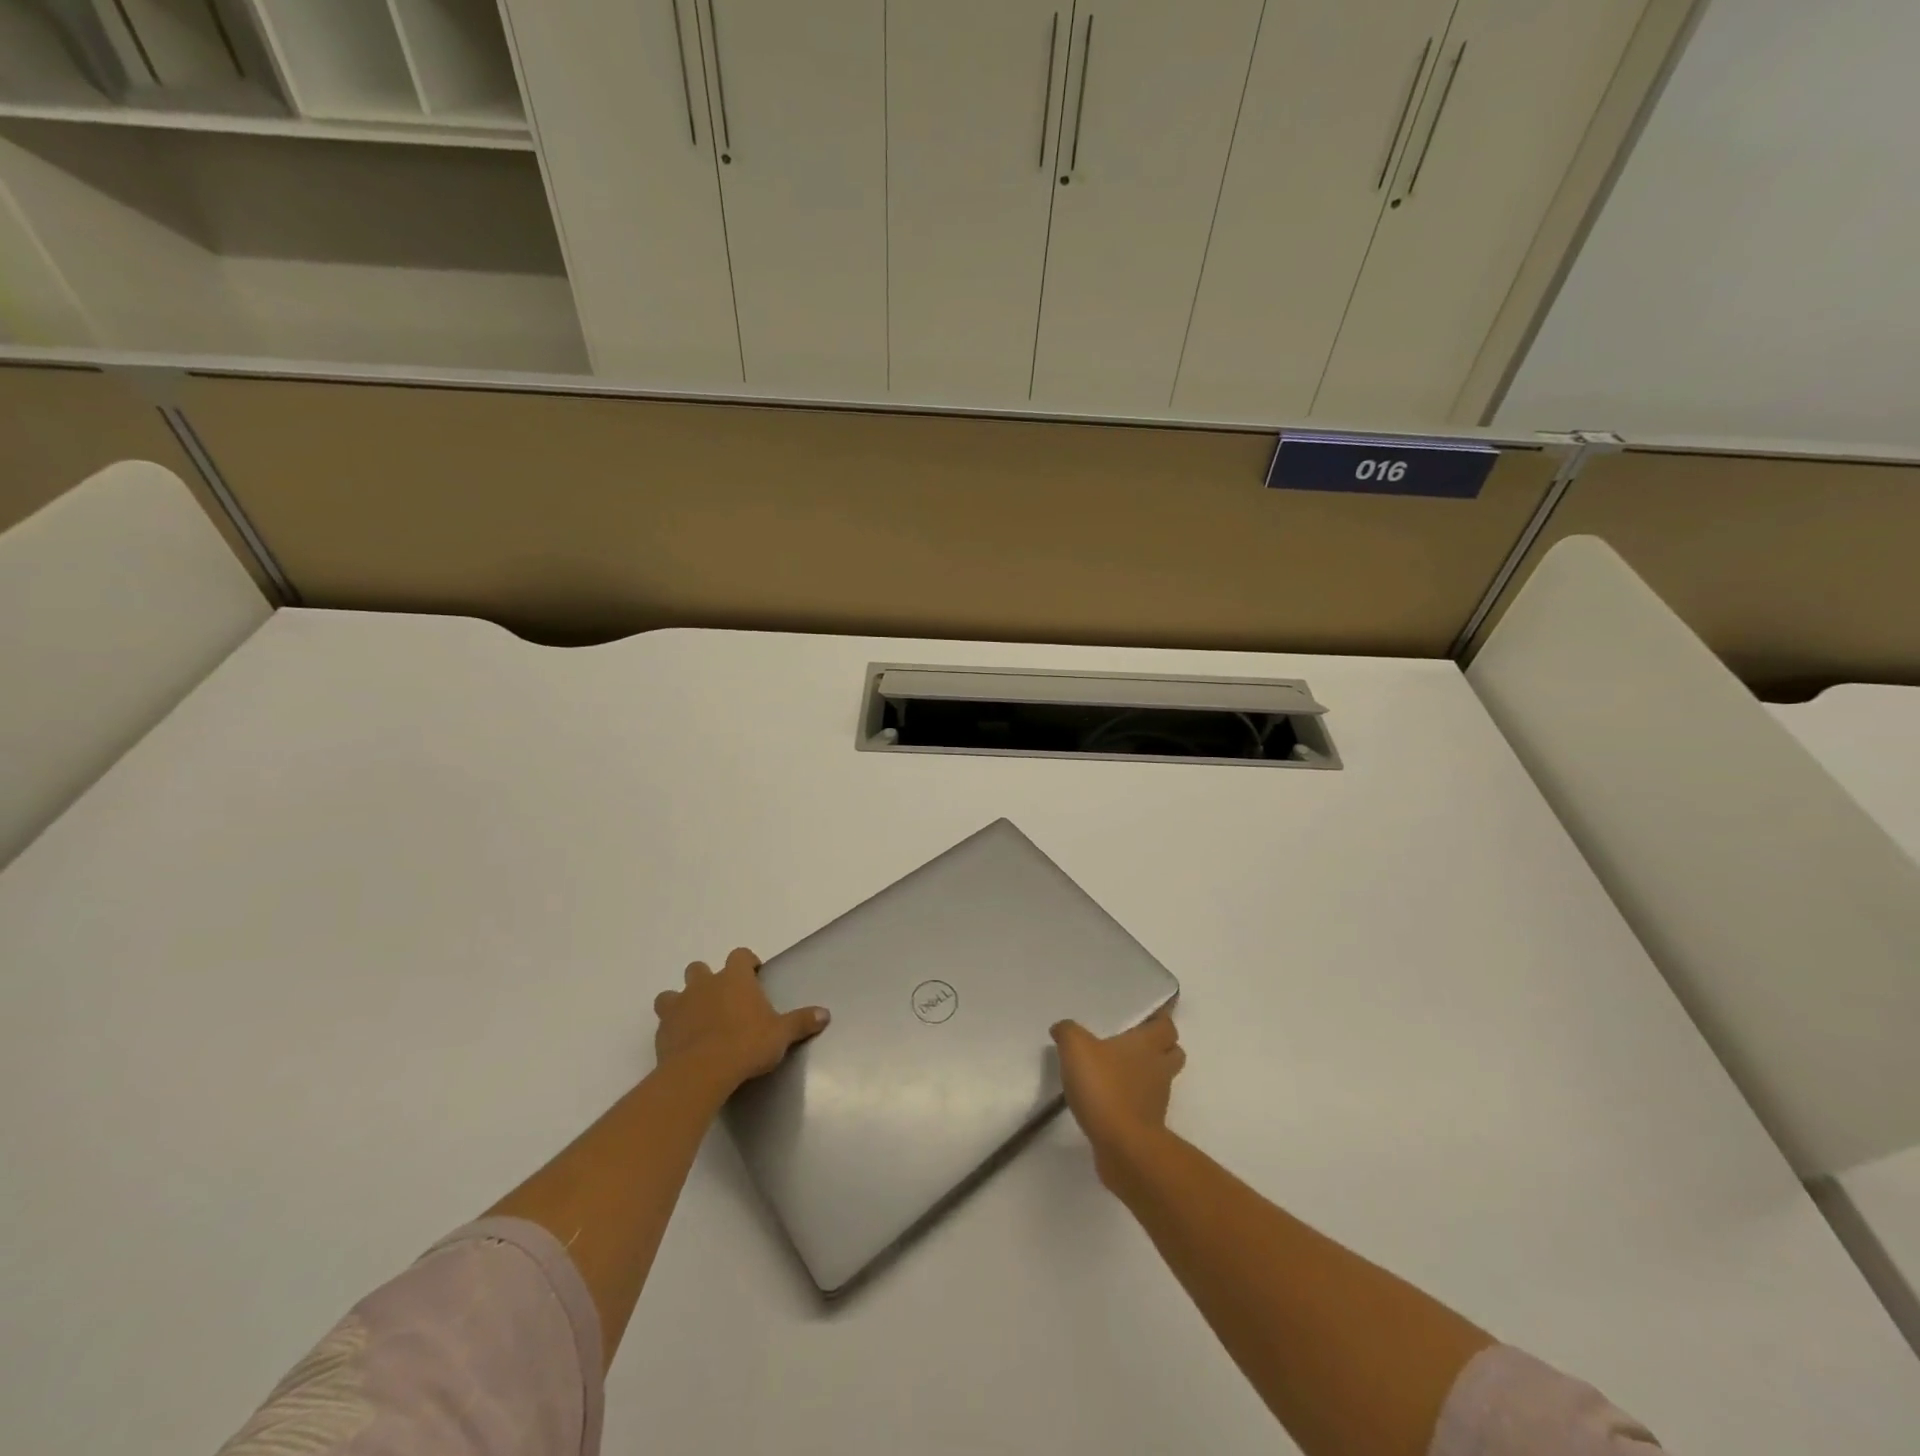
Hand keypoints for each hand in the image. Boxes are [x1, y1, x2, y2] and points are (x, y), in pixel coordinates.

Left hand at [653, 948, 828, 1096]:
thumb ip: (801, 1022)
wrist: (701, 1072)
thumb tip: (825, 1014)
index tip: (753, 974)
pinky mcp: (662, 1031)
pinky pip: (664, 1022)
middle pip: (699, 968)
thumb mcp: (781, 1034)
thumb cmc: (746, 1044)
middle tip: (722, 999)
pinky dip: (672, 1028)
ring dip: (681, 1001)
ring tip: (694, 1019)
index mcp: (734, 978)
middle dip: (708, 979)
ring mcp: (679, 1006)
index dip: (746, 962)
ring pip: (672, 993)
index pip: (739, 955)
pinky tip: (682, 1043)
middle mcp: (704, 984)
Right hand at [1051, 1008, 1184, 1180]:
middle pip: (1173, 1052)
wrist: (1123, 1146)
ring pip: (1160, 1079)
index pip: (1166, 1026)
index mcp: (1147, 1044)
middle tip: (1134, 1042)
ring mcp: (1157, 1099)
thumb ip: (1068, 1032)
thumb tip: (1062, 1028)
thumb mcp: (1076, 1049)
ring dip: (1146, 1074)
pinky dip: (1132, 1100)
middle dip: (1159, 1047)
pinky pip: (1144, 1105)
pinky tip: (1108, 1099)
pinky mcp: (1148, 1125)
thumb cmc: (1105, 1087)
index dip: (1159, 1020)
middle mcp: (1158, 1068)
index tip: (1145, 1017)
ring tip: (1117, 1071)